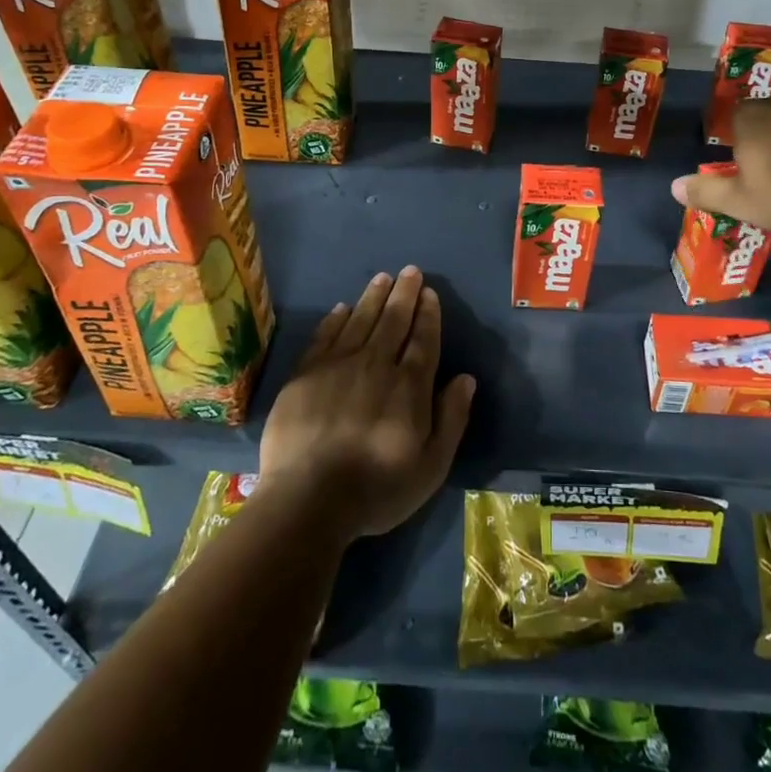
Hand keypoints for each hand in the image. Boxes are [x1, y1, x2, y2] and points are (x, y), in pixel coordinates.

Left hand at [257, 266, 475, 542]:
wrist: (307, 500)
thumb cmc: (376, 489)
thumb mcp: (430, 466)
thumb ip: (451, 418)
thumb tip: (466, 378)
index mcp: (409, 386)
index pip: (423, 339)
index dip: (428, 314)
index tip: (429, 292)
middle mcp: (375, 365)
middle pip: (393, 321)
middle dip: (404, 294)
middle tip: (410, 271)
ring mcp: (337, 366)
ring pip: (360, 321)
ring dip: (373, 297)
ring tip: (382, 278)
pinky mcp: (305, 375)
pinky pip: (324, 336)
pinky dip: (335, 319)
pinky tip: (342, 308)